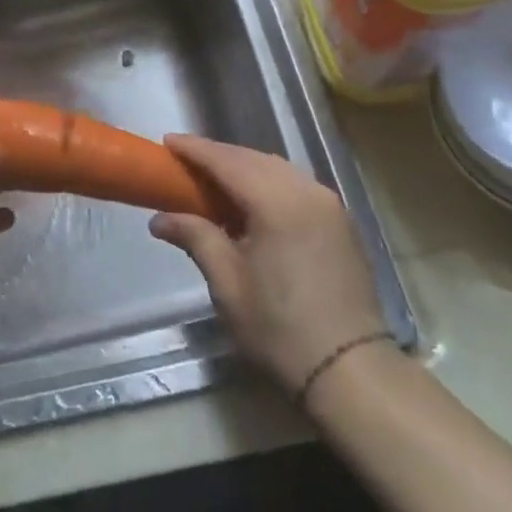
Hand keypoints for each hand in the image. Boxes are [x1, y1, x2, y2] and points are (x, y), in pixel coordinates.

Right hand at [149, 136, 387, 398]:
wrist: (351, 370)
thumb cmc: (280, 328)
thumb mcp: (228, 284)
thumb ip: (196, 238)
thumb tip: (160, 219)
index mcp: (276, 202)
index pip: (227, 161)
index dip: (195, 150)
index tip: (168, 142)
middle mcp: (306, 191)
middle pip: (253, 158)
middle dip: (219, 156)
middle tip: (186, 161)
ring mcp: (329, 205)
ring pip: (278, 169)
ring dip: (245, 167)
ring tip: (215, 179)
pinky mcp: (341, 221)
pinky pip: (296, 185)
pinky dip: (269, 182)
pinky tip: (253, 201)